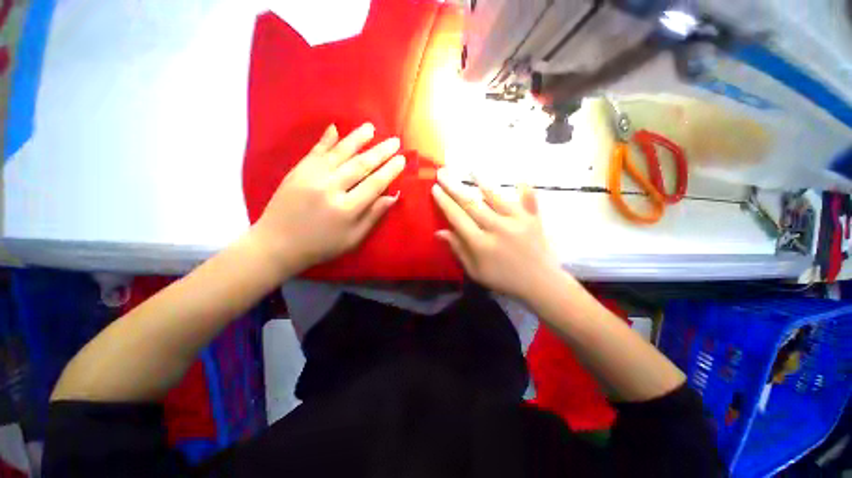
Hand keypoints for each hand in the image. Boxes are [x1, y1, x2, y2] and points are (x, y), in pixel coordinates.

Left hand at [252, 123, 404, 273]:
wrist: (277, 244)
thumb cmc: (322, 245)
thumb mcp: (353, 238)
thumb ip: (373, 216)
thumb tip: (393, 196)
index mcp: (346, 209)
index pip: (374, 184)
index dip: (390, 170)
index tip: (402, 159)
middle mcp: (330, 188)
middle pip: (361, 165)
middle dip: (380, 151)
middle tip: (395, 141)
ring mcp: (312, 176)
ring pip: (340, 152)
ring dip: (358, 138)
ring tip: (372, 127)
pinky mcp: (298, 171)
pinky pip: (316, 151)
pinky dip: (327, 139)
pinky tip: (335, 127)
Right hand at [432, 168, 562, 300]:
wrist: (540, 284)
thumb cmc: (503, 279)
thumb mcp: (475, 271)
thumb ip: (458, 249)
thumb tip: (440, 232)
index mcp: (481, 243)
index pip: (457, 218)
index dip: (445, 202)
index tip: (435, 189)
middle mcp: (497, 228)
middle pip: (471, 204)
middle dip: (454, 188)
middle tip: (442, 173)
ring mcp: (517, 221)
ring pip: (495, 197)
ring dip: (482, 181)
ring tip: (471, 169)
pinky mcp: (533, 219)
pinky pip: (528, 200)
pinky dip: (524, 189)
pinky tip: (520, 178)